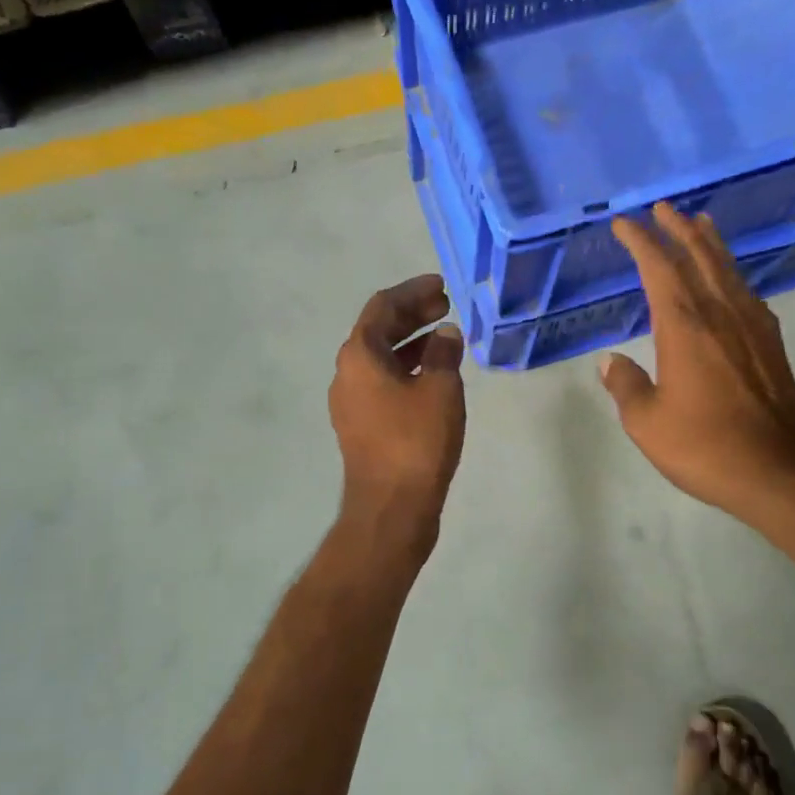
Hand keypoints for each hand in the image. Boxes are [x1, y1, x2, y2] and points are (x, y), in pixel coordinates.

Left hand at [330, 274, 465, 544]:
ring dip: (412, 342)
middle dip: (413, 315)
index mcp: (359, 356)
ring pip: (381, 358)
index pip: (383, 307)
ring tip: (446, 337)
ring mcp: (351, 402)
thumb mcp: (440, 389)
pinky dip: (407, 369)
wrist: (391, 508)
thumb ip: (443, 354)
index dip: (412, 291)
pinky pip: (383, 382)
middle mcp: (347, 373)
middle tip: (446, 306)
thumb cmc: (415, 441)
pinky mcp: (362, 425)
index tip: (441, 286)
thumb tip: (445, 334)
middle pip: (378, 331)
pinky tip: (434, 375)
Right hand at [599, 203, 794, 519]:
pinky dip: (733, 276)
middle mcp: (720, 315)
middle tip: (663, 209)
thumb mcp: (647, 422)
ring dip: (710, 244)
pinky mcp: (772, 346)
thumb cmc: (703, 446)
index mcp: (685, 327)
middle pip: (698, 258)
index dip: (640, 242)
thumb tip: (611, 362)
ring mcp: (752, 328)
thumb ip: (627, 386)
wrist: (776, 472)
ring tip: (700, 223)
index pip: (658, 269)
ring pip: (728, 271)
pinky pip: (748, 295)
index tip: (624, 224)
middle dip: (678, 230)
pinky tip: (731, 281)